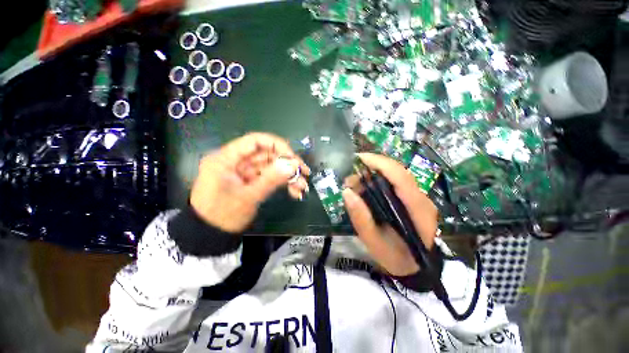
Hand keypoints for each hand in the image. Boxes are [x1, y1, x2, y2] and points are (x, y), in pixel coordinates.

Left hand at [190, 133, 309, 232]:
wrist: (211, 236)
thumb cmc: (223, 216)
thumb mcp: (248, 197)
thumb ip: (271, 179)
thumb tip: (294, 165)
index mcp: (226, 159)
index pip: (255, 141)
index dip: (277, 145)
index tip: (293, 157)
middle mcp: (236, 161)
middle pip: (267, 154)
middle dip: (287, 164)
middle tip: (305, 173)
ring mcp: (245, 171)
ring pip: (271, 167)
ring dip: (288, 176)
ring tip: (302, 187)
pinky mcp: (251, 180)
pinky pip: (269, 177)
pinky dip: (282, 183)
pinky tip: (294, 192)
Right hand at [342, 153, 437, 276]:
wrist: (416, 268)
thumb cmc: (396, 258)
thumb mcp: (374, 242)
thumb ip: (360, 218)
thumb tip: (346, 192)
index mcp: (416, 209)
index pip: (400, 176)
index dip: (380, 163)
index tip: (359, 158)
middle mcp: (422, 199)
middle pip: (398, 171)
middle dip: (372, 167)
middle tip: (351, 177)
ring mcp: (419, 198)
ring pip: (396, 175)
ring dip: (374, 174)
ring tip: (355, 184)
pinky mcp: (413, 199)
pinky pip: (395, 183)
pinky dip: (378, 181)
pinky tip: (366, 188)